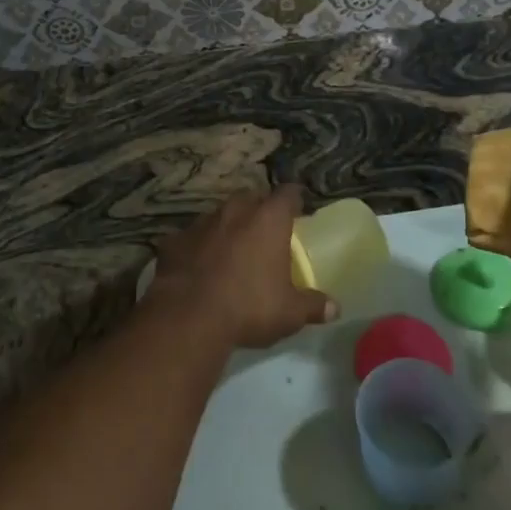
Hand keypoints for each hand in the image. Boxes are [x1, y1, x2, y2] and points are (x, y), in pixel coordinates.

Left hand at [150, 186, 335, 349]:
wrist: (188, 316)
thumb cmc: (249, 307)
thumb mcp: (290, 313)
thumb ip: (313, 305)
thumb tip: (335, 308)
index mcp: (268, 219)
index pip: (288, 193)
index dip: (294, 199)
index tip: (298, 208)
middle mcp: (235, 211)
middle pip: (251, 198)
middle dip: (258, 209)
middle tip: (265, 230)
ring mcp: (202, 222)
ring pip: (219, 214)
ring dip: (227, 226)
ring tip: (232, 248)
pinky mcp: (174, 240)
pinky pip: (191, 238)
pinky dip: (197, 247)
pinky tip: (198, 266)